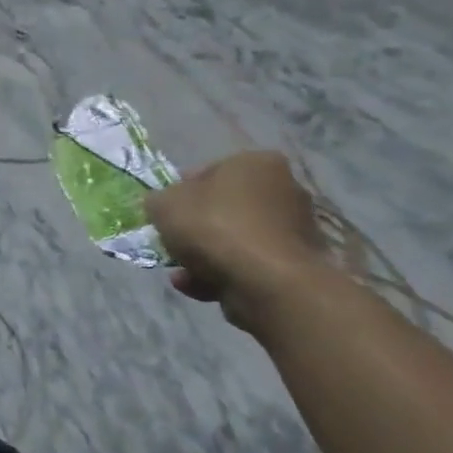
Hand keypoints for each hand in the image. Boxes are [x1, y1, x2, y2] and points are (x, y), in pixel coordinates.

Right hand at [148, 152, 329, 328]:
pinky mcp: (295, 267)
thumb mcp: (164, 204)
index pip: (210, 171)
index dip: (181, 192)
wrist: (267, 283)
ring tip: (180, 274)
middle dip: (195, 228)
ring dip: (204, 257)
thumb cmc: (215, 227)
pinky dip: (222, 276)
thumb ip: (158, 201)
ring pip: (234, 240)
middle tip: (172, 243)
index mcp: (257, 163)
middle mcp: (284, 190)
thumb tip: (161, 205)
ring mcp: (294, 231)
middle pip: (224, 208)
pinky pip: (248, 266)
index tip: (165, 213)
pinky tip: (197, 288)